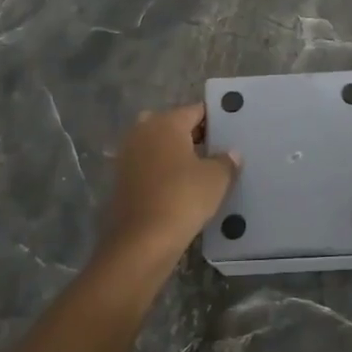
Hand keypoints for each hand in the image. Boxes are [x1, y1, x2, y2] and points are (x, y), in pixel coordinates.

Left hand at [101, 104, 239, 280]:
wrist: (141, 240)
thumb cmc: (183, 198)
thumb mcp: (216, 179)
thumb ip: (226, 161)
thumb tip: (231, 154)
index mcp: (166, 122)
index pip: (196, 111)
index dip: (214, 120)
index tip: (229, 131)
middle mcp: (143, 130)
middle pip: (173, 125)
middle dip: (192, 135)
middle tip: (216, 150)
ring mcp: (127, 154)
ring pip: (158, 145)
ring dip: (175, 153)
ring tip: (200, 170)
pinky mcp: (121, 178)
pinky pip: (148, 165)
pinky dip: (162, 171)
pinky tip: (179, 186)